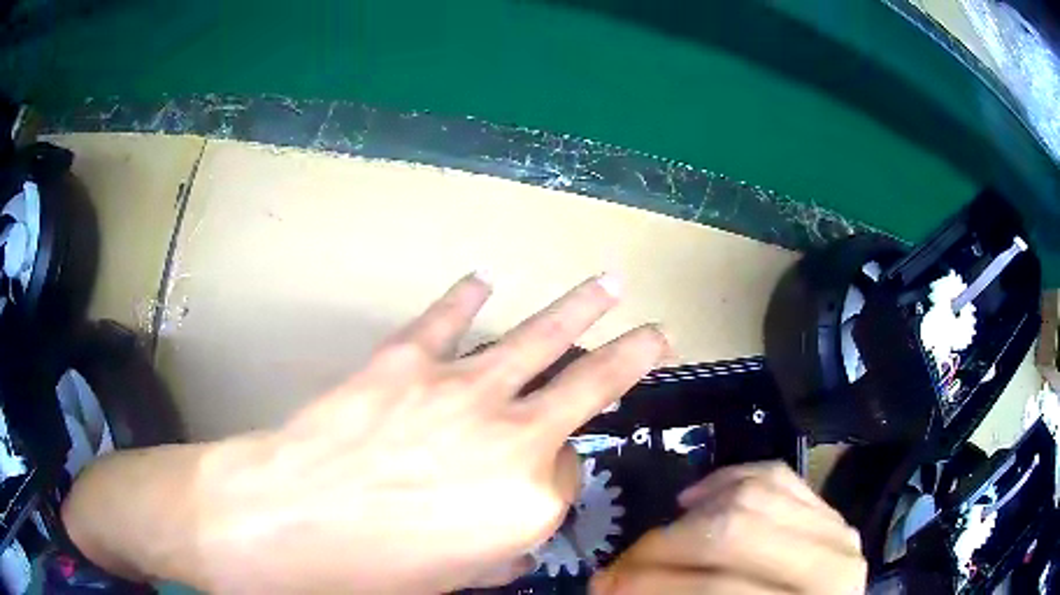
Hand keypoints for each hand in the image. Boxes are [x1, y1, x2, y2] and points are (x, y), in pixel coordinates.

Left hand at [185, 273, 667, 592]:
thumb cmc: (376, 568)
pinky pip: (448, 317)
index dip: (549, 482)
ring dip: (580, 307)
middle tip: (658, 333)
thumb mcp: (457, 576)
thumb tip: (515, 525)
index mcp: (528, 499)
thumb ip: (501, 547)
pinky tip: (483, 280)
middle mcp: (512, 436)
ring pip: (540, 336)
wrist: (293, 520)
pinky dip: (466, 296)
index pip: (564, 477)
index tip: (532, 485)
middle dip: (634, 354)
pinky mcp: (408, 358)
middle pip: (592, 383)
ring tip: (607, 285)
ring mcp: (461, 388)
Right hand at [591, 463, 866, 594]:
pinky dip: (729, 480)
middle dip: (664, 545)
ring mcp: (836, 528)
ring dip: (691, 514)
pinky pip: (777, 476)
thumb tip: (613, 586)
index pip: (715, 587)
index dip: (649, 584)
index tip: (604, 586)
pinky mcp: (831, 510)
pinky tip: (696, 498)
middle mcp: (831, 563)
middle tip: (624, 564)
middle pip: (734, 531)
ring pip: (755, 493)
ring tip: (659, 539)